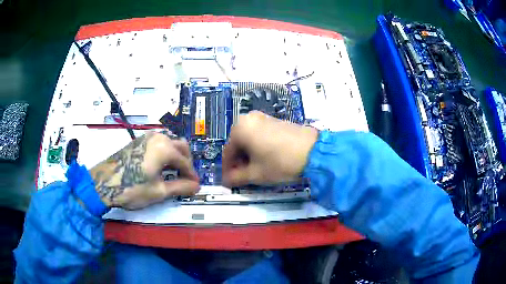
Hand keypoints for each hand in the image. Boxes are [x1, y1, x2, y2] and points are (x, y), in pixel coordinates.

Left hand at [89, 132, 199, 209]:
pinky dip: (165, 153)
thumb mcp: (158, 191)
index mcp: (165, 148)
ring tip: (174, 172)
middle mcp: (158, 137)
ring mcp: (147, 136)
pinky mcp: (139, 140)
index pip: (185, 162)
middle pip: (181, 147)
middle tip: (185, 179)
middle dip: (186, 162)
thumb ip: (181, 187)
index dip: (192, 175)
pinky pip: (159, 143)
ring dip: (176, 156)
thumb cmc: (132, 188)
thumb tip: (196, 187)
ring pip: (170, 142)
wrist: (104, 182)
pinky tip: (160, 166)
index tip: (195, 186)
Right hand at [222, 111, 318, 186]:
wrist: (313, 151)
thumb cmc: (280, 163)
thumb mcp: (256, 174)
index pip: (227, 152)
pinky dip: (258, 147)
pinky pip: (260, 135)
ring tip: (255, 170)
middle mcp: (249, 118)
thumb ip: (236, 177)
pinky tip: (265, 159)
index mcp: (240, 128)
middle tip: (242, 177)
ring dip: (249, 155)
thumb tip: (226, 180)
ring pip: (249, 139)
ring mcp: (263, 117)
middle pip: (238, 144)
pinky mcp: (275, 120)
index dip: (227, 169)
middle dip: (239, 161)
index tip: (229, 181)